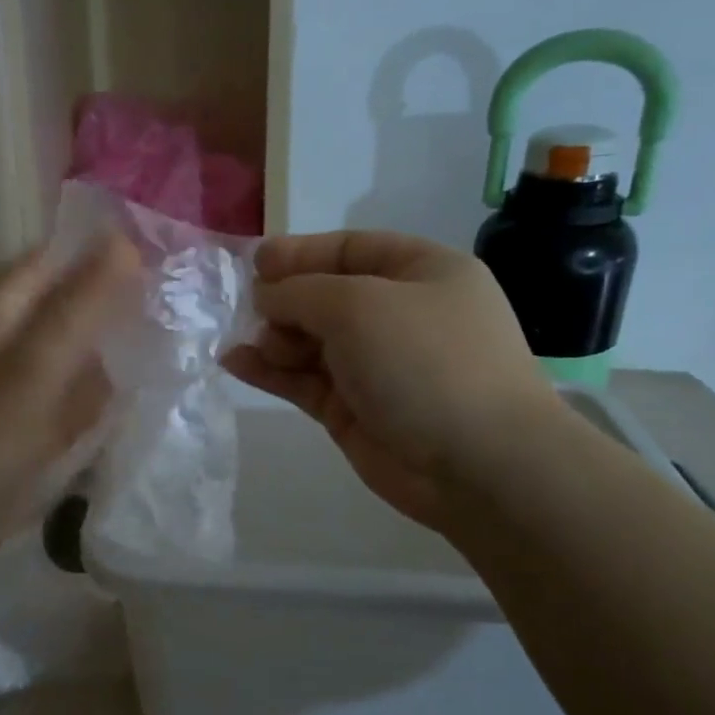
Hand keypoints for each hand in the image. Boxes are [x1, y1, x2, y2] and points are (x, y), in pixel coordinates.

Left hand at [0, 238, 139, 608]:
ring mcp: (6, 408)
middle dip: (113, 308)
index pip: (47, 269)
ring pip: (66, 371)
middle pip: (61, 320)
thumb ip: (75, 313)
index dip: (96, 251)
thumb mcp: (27, 375)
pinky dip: (93, 412)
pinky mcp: (14, 453)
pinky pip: (63, 419)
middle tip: (180, 301)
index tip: (159, 244)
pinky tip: (131, 414)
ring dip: (108, 361)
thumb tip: (123, 241)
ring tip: (172, 350)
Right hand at [222, 231, 555, 529]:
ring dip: (273, 338)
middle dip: (284, 300)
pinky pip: (305, 381)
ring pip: (311, 341)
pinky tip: (235, 363)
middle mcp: (400, 315)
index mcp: (421, 272)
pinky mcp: (356, 410)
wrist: (479, 464)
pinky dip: (271, 372)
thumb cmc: (424, 361)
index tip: (253, 263)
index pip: (350, 249)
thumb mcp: (358, 305)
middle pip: (326, 296)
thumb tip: (265, 296)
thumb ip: (300, 292)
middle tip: (248, 311)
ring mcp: (377, 366)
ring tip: (242, 342)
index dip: (300, 253)